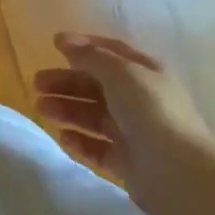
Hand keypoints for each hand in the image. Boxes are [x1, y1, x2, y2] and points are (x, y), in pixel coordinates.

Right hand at [34, 34, 214, 196]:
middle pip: (98, 85)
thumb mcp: (120, 73)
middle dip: (67, 82)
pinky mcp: (129, 163)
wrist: (178, 174)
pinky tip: (63, 137)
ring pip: (94, 116)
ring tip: (41, 109)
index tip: (53, 45)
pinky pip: (98, 147)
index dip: (84, 46)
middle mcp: (142, 100)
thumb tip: (66, 41)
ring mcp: (136, 133)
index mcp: (146, 73)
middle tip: (37, 84)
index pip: (112, 53)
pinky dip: (80, 141)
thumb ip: (91, 56)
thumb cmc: (150, 112)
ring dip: (67, 109)